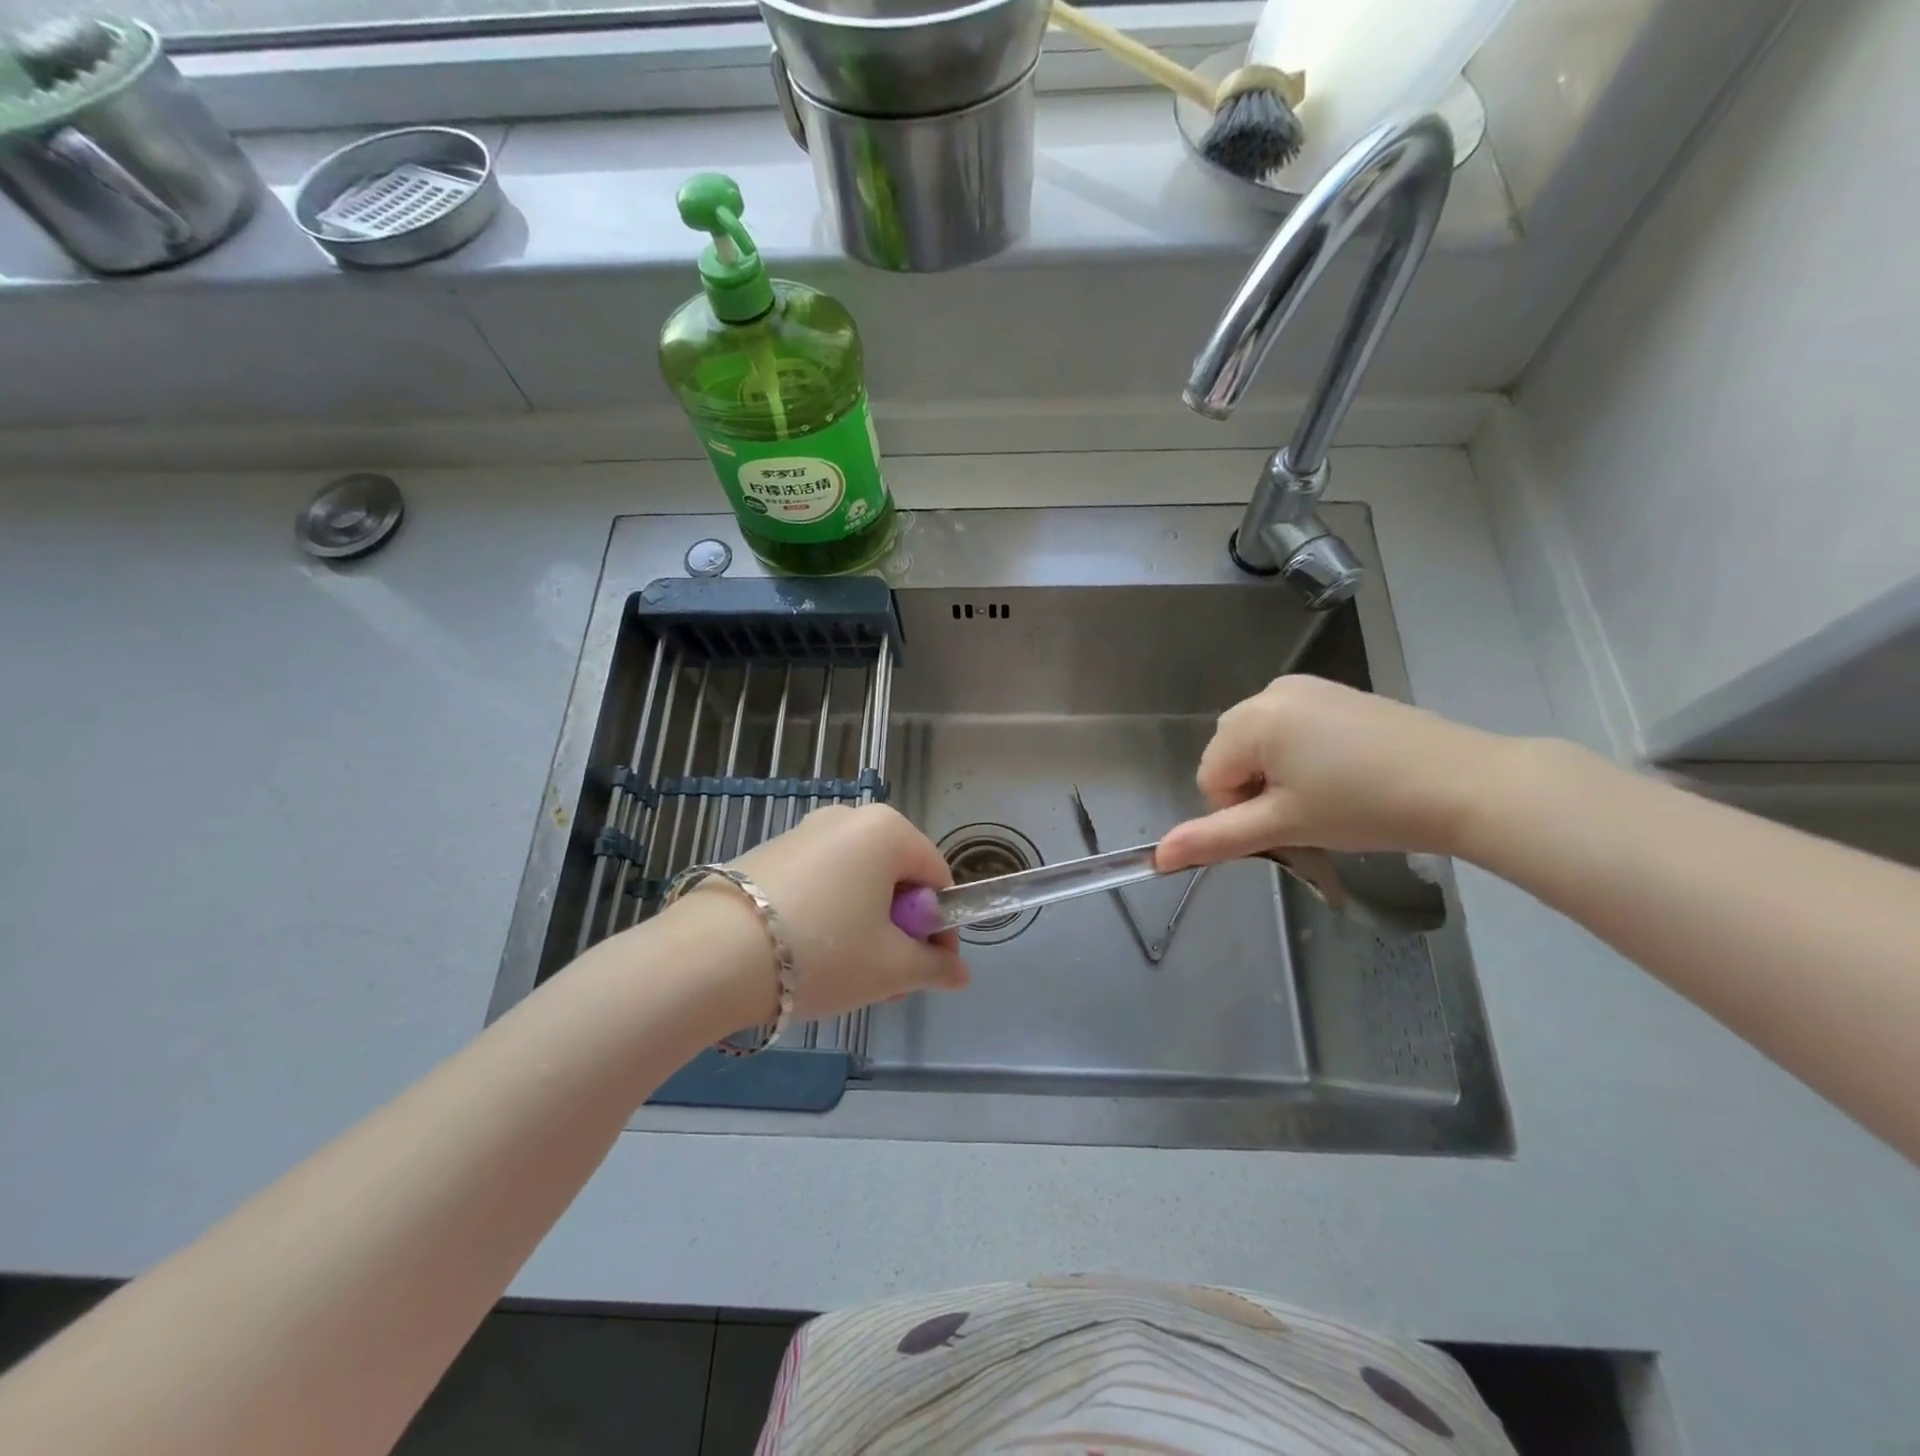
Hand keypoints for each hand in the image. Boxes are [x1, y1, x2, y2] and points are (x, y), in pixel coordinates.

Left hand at [724, 804, 969, 1022]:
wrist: (711, 957)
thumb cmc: (822, 953)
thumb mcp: (890, 968)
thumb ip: (934, 967)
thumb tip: (961, 974)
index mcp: (887, 830)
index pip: (937, 878)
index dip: (942, 928)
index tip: (929, 968)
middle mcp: (847, 818)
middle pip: (895, 878)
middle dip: (900, 931)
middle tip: (889, 981)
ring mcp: (804, 832)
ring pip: (856, 883)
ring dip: (867, 928)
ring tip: (849, 978)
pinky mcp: (769, 853)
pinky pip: (820, 883)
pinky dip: (830, 916)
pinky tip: (809, 958)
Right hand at [1157, 676, 1510, 869]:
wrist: (1467, 784)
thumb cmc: (1365, 807)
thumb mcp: (1284, 826)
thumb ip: (1214, 839)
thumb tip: (1157, 858)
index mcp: (1252, 718)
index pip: (1210, 776)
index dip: (1239, 811)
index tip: (1287, 825)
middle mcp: (1271, 691)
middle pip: (1232, 755)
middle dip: (1255, 789)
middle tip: (1307, 813)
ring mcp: (1308, 687)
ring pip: (1262, 743)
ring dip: (1278, 774)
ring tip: (1328, 795)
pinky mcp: (1338, 693)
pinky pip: (1293, 728)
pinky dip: (1303, 756)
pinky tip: (1345, 774)